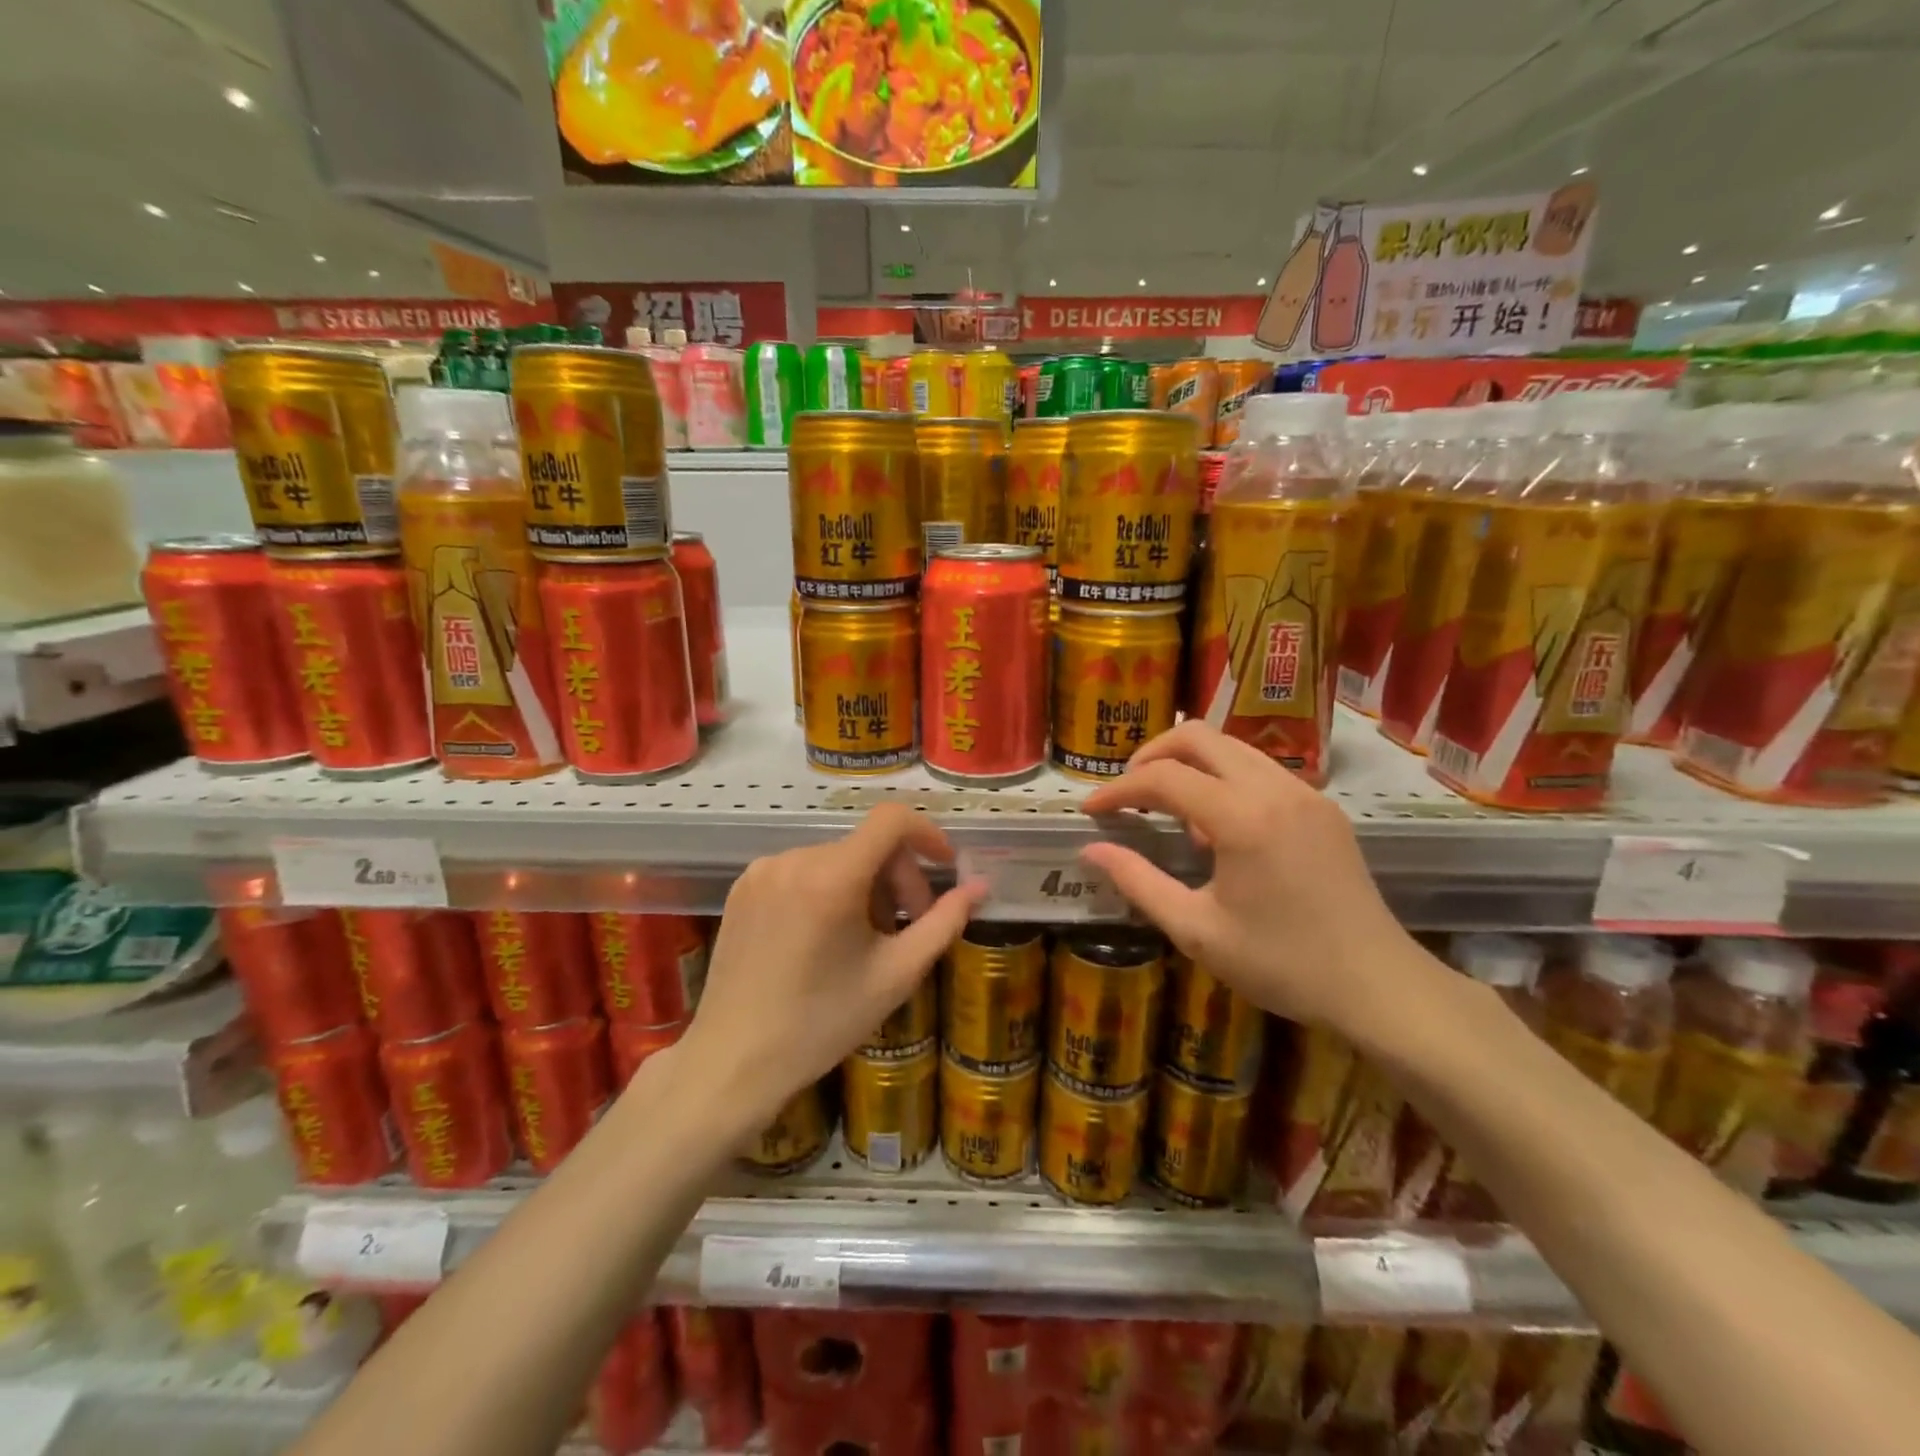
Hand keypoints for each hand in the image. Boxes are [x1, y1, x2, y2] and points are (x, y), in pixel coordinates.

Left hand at [677, 804, 983, 1130]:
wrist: (734, 1061)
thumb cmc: (822, 1022)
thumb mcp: (896, 974)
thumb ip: (944, 922)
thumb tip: (979, 886)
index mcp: (832, 876)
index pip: (892, 820)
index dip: (927, 834)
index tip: (945, 867)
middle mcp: (794, 859)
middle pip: (867, 845)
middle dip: (898, 878)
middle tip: (909, 926)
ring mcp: (763, 870)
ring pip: (837, 859)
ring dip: (865, 886)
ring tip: (866, 939)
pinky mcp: (743, 887)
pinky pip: (803, 871)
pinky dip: (829, 889)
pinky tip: (827, 937)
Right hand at [1079, 721, 1435, 1039]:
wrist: (1378, 985)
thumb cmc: (1282, 963)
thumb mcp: (1196, 931)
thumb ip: (1138, 882)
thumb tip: (1091, 850)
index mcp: (1242, 817)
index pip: (1163, 777)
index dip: (1118, 789)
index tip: (1090, 810)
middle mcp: (1274, 788)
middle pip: (1199, 736)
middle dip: (1152, 754)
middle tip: (1127, 791)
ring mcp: (1305, 792)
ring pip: (1232, 747)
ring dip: (1190, 763)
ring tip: (1167, 807)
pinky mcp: (1322, 807)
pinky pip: (1260, 769)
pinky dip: (1224, 778)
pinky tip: (1217, 826)